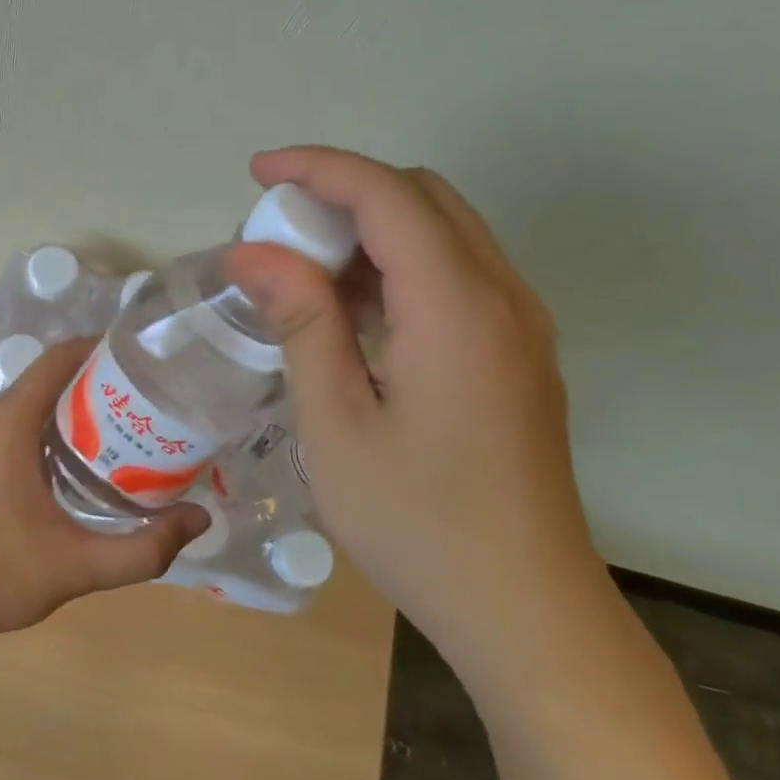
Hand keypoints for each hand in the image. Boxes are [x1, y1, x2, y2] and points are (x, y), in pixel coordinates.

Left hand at [0, 341, 206, 651]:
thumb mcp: (75, 566)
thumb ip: (142, 548)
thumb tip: (199, 520)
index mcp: (9, 421)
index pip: (61, 358)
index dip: (104, 350)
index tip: (148, 361)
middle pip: (52, 377)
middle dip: (102, 383)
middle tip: (152, 402)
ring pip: (36, 401)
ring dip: (79, 408)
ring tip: (130, 429)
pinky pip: (20, 424)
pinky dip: (55, 428)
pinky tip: (87, 462)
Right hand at [224, 146, 609, 685]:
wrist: (526, 611)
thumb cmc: (417, 522)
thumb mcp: (336, 423)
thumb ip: (301, 322)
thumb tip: (253, 251)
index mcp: (456, 307)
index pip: (387, 194)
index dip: (318, 168)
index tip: (257, 173)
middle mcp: (502, 296)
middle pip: (423, 197)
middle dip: (344, 192)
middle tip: (279, 233)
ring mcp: (520, 325)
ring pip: (444, 232)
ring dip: (371, 229)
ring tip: (305, 273)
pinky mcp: (520, 353)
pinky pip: (457, 274)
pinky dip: (399, 266)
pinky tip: (354, 315)